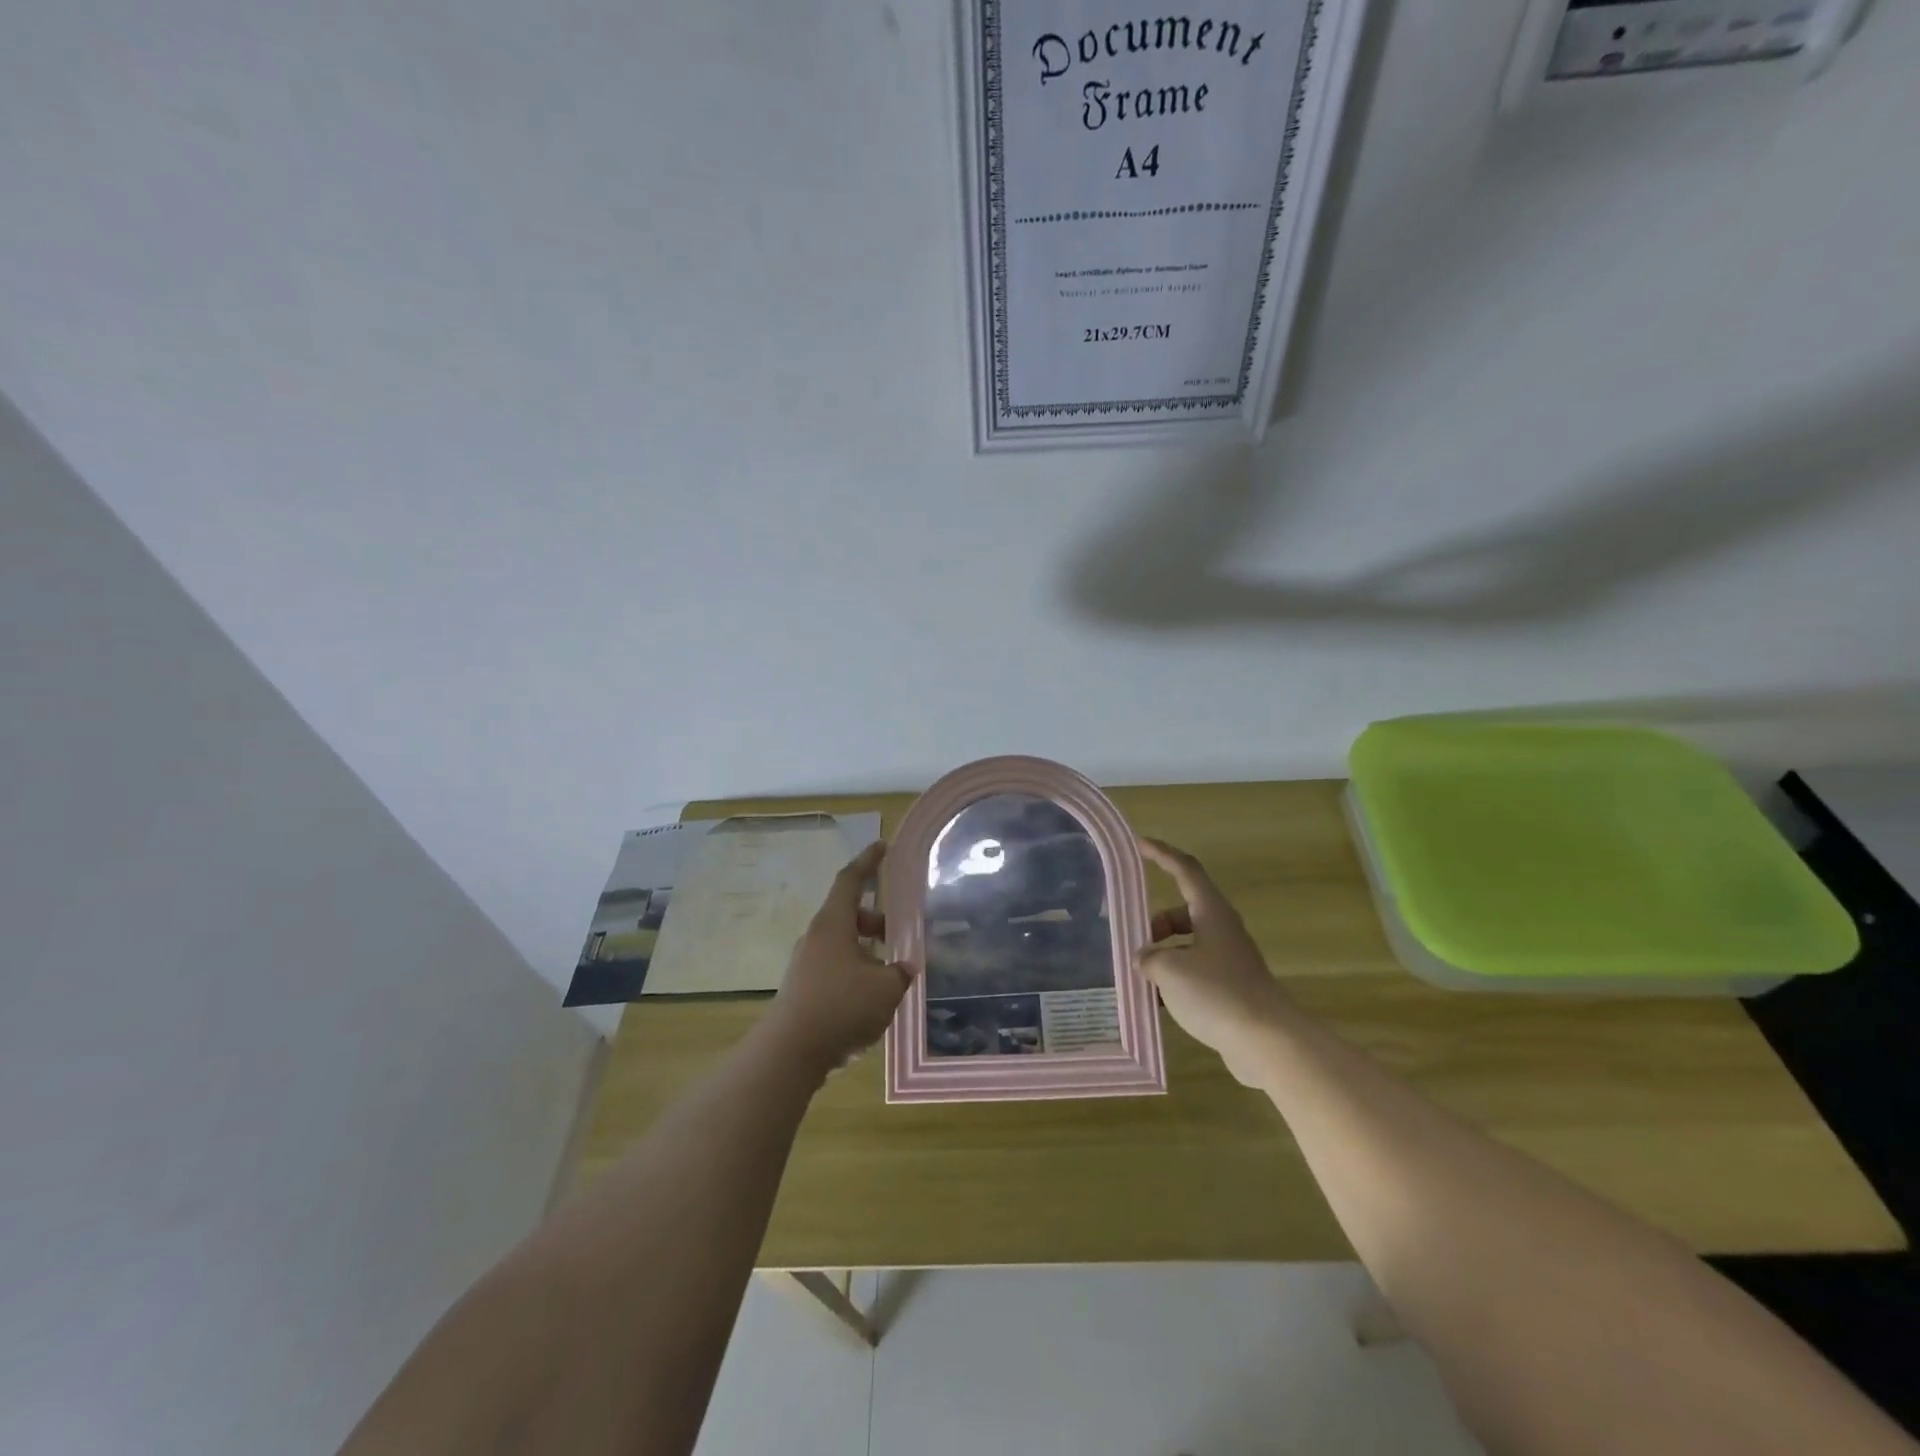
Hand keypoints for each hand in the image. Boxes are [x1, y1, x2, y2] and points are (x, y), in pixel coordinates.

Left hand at [760, 841, 912, 1079]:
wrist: (790, 1053)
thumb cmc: (841, 1007)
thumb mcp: (886, 988)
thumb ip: (900, 972)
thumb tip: (904, 967)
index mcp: (834, 924)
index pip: (851, 880)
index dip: (868, 861)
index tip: (882, 846)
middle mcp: (816, 938)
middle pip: (849, 915)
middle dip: (876, 921)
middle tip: (899, 936)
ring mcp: (806, 964)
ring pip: (842, 945)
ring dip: (867, 952)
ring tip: (890, 975)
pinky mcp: (802, 990)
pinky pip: (834, 969)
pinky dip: (855, 974)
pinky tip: (871, 1000)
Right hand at [1138, 837, 1292, 1087]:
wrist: (1268, 1041)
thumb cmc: (1217, 993)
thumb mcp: (1170, 970)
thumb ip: (1149, 958)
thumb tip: (1144, 959)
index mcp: (1211, 913)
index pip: (1184, 870)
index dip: (1161, 854)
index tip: (1139, 844)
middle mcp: (1222, 929)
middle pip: (1182, 913)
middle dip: (1154, 924)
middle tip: (1132, 943)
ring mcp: (1229, 959)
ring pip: (1187, 945)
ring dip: (1163, 955)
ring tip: (1141, 978)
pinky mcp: (1232, 987)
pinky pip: (1195, 972)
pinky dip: (1175, 980)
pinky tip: (1159, 1003)